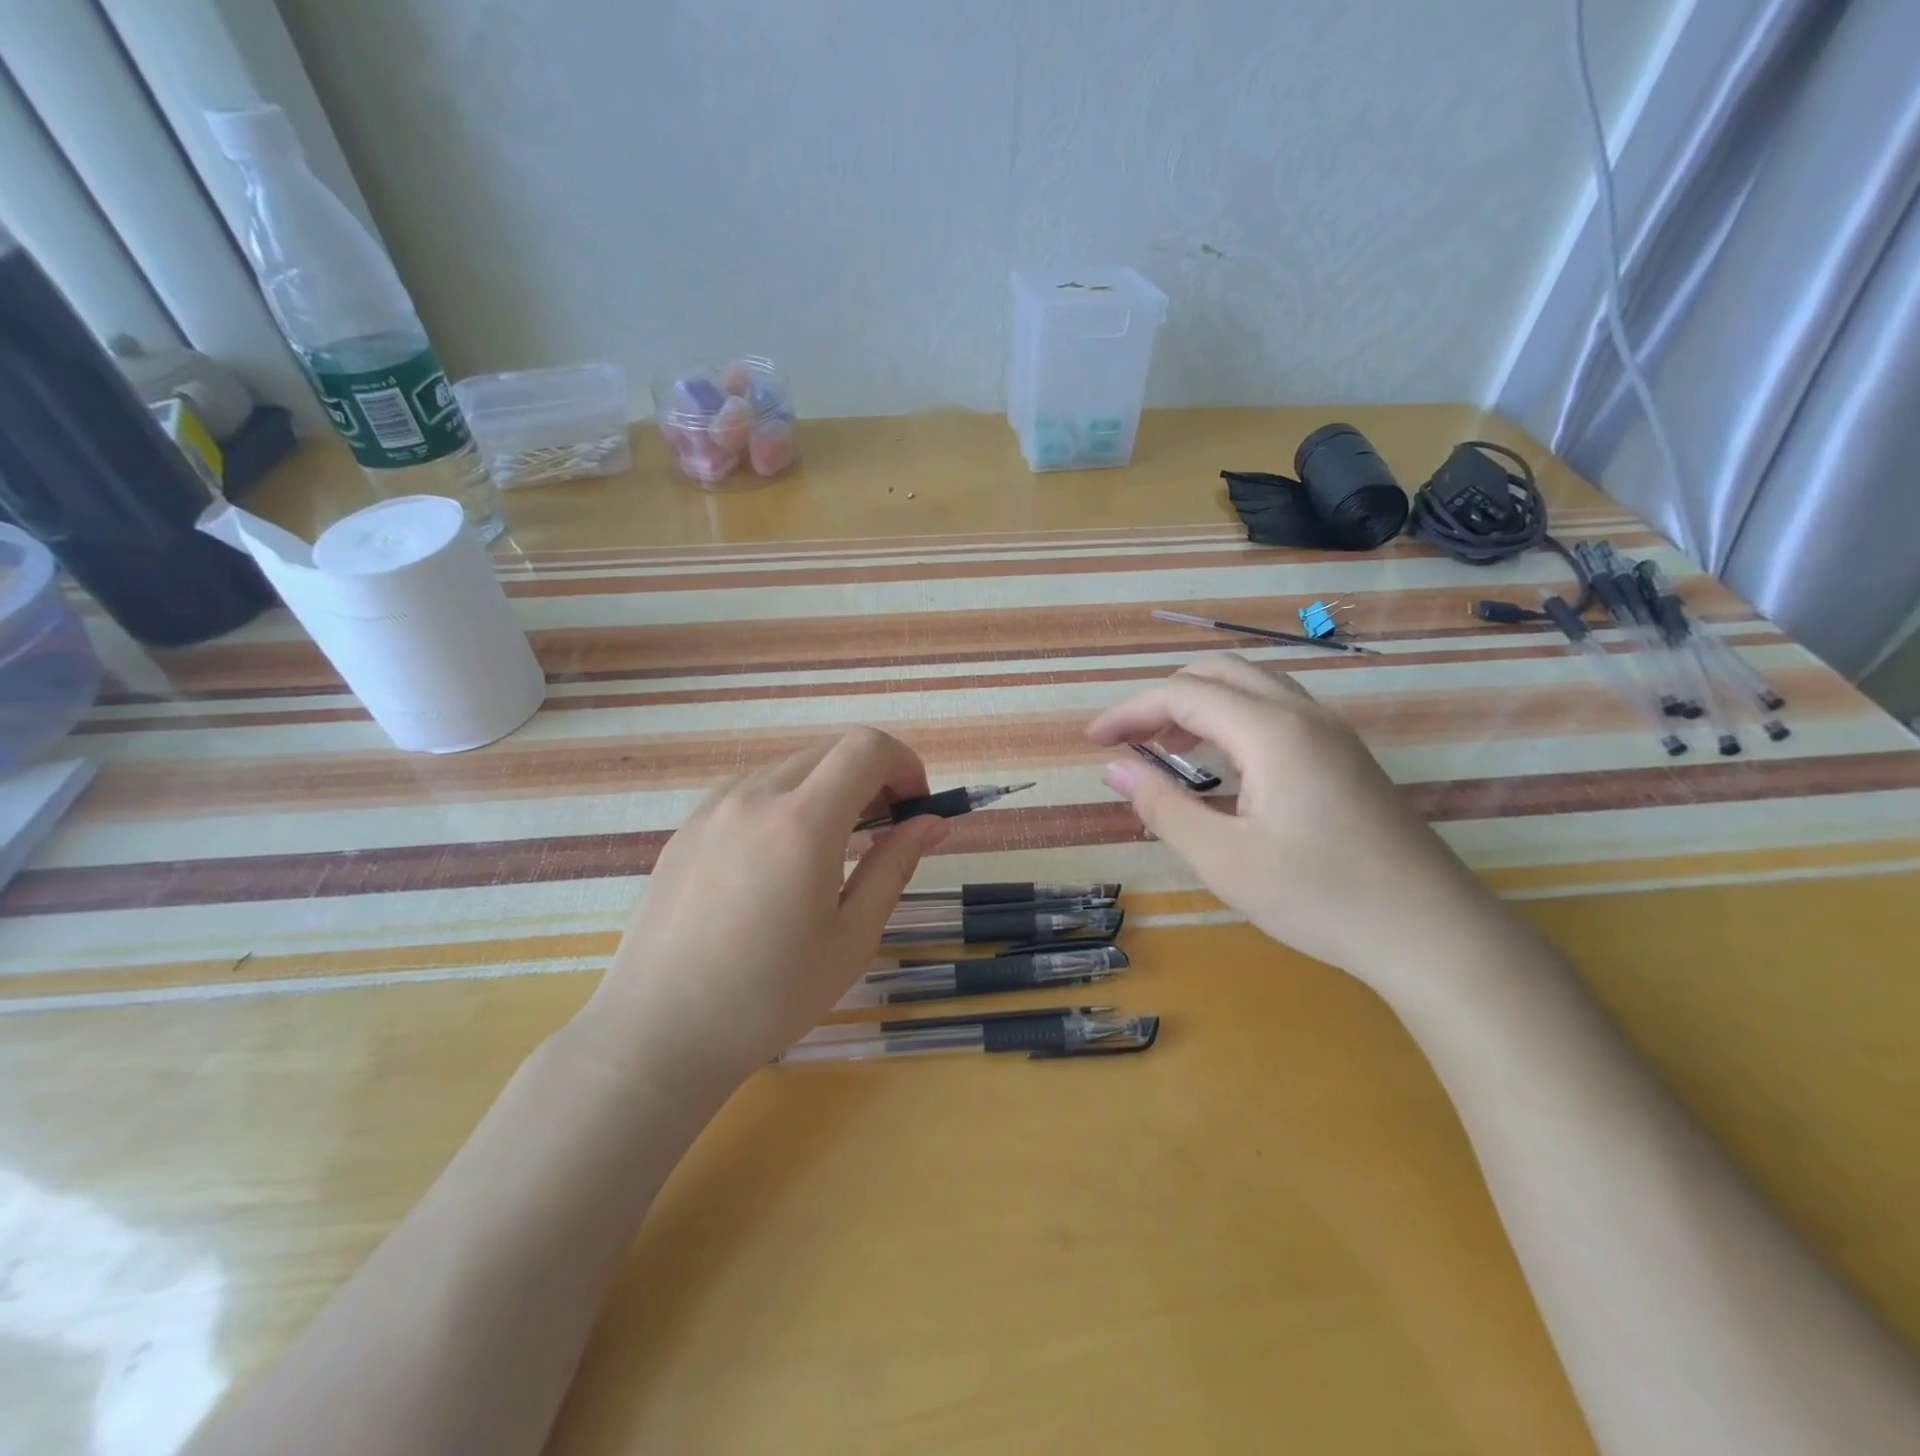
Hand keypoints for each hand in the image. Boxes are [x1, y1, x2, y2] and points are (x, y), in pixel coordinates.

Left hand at [566, 727, 949, 1108]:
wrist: (658, 1033)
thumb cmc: (769, 996)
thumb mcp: (851, 937)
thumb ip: (894, 866)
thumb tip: (931, 822)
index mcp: (803, 821)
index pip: (867, 747)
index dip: (905, 765)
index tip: (915, 810)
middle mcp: (755, 796)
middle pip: (831, 750)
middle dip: (873, 776)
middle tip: (885, 831)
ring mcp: (714, 808)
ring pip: (791, 768)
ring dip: (828, 788)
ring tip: (832, 850)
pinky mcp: (687, 827)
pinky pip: (751, 791)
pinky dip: (786, 802)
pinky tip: (779, 860)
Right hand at [1088, 654, 1509, 992]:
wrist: (1432, 933)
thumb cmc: (1319, 897)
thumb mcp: (1223, 858)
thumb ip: (1162, 806)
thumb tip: (1114, 767)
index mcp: (1271, 731)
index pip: (1182, 694)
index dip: (1129, 711)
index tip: (1093, 741)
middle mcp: (1303, 715)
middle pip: (1218, 673)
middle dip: (1163, 698)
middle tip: (1129, 741)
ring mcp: (1331, 733)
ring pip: (1252, 687)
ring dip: (1200, 706)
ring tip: (1166, 750)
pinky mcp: (1345, 756)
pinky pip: (1276, 712)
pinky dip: (1232, 721)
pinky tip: (1223, 767)